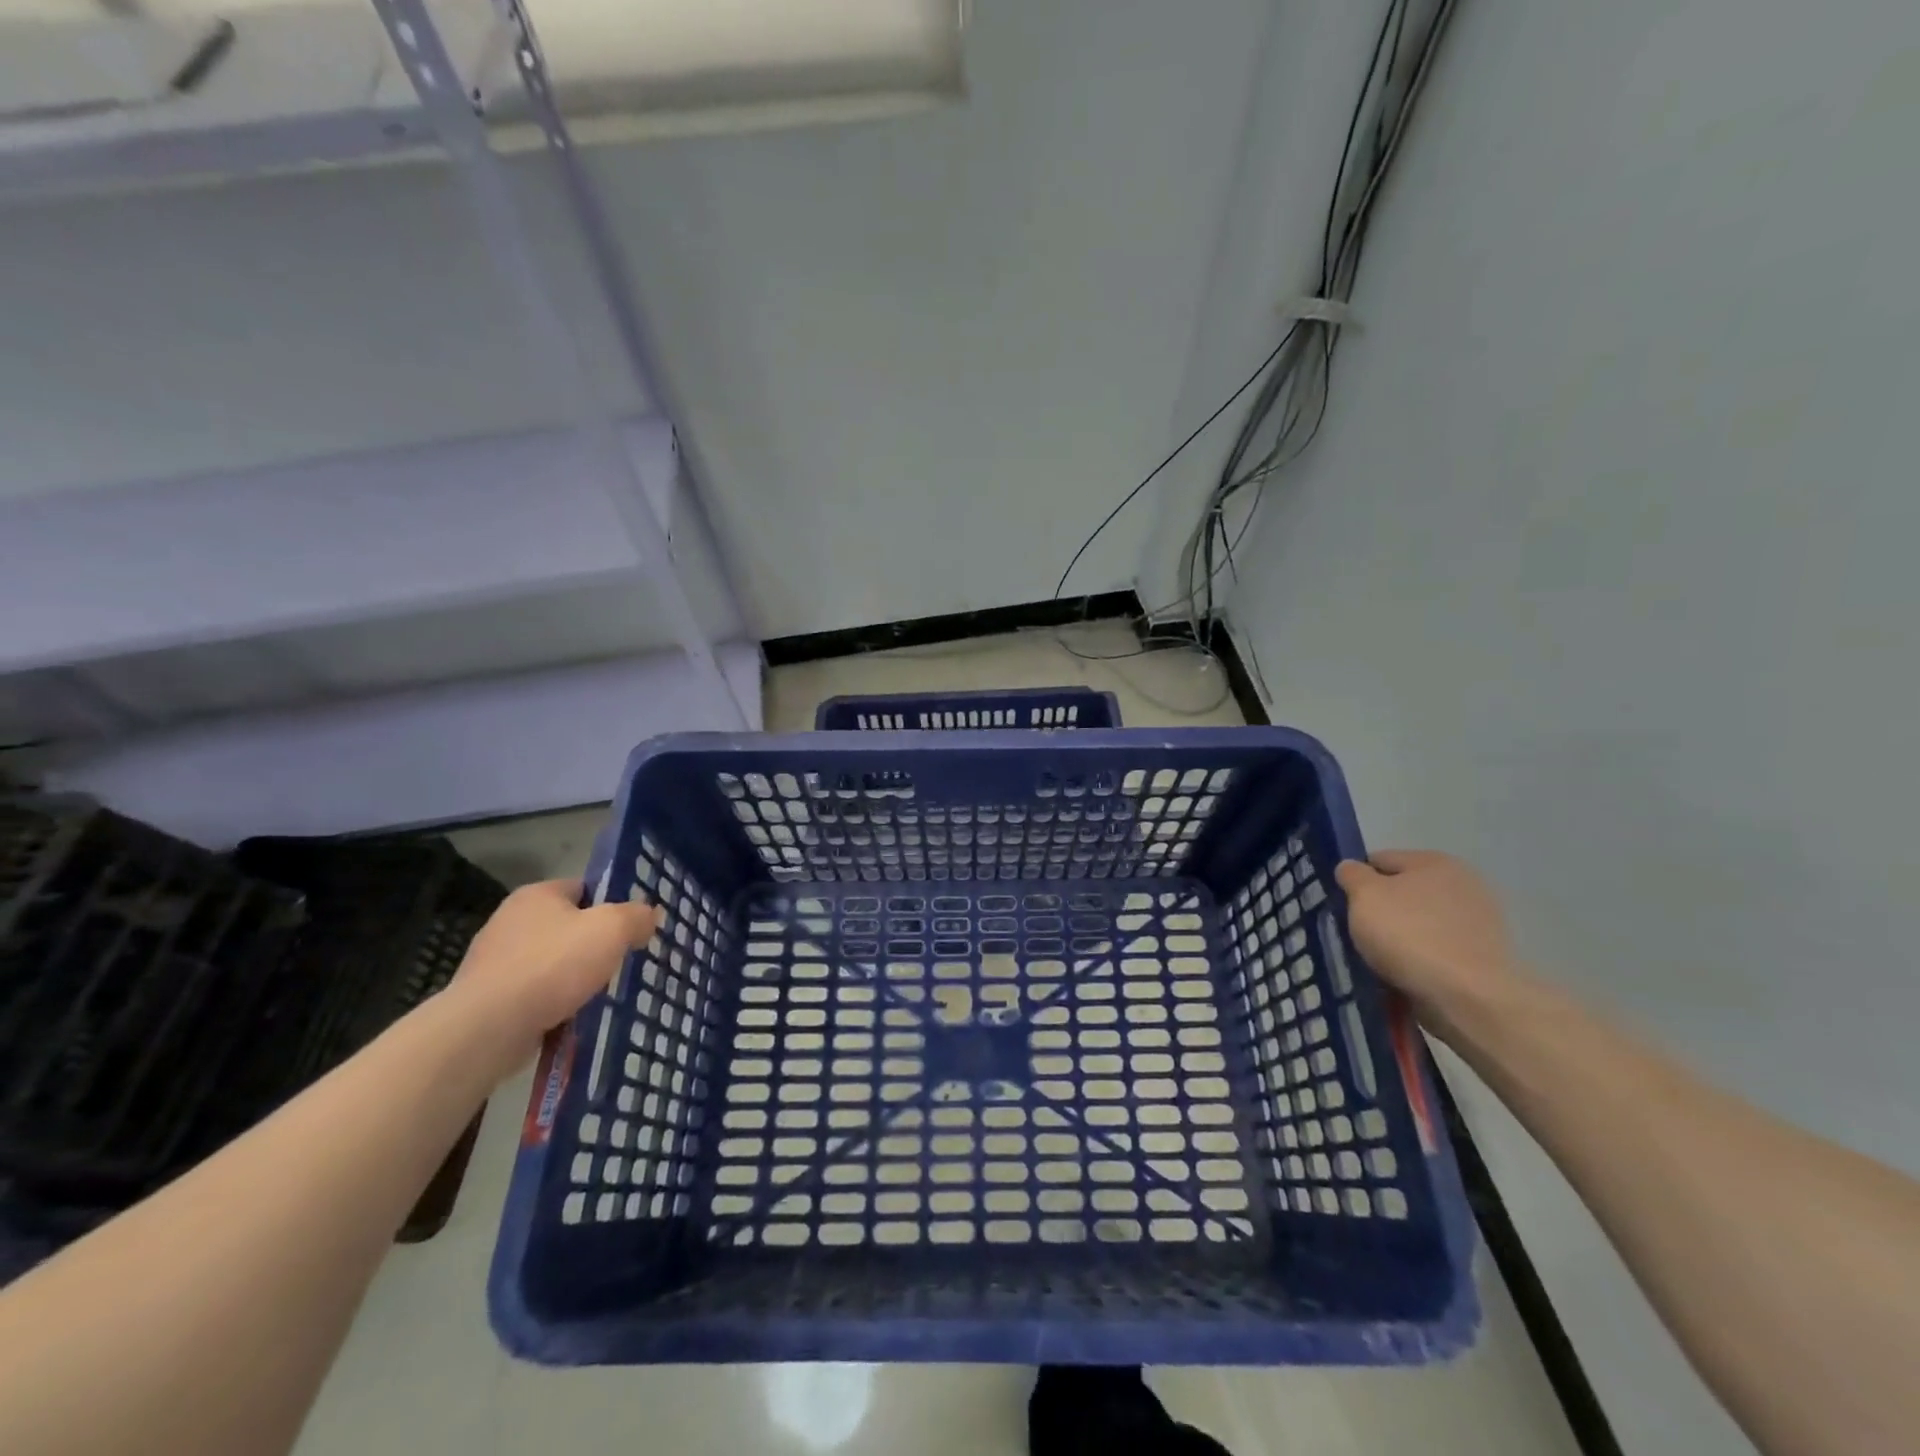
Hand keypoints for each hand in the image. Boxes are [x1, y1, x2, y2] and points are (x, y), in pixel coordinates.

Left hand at [446, 879, 659, 1072]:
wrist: (488, 1028)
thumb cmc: (553, 965)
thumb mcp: (612, 929)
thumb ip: (637, 916)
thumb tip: (650, 915)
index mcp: (537, 895)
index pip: (584, 888)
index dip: (612, 905)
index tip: (631, 929)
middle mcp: (510, 921)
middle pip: (568, 927)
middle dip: (594, 945)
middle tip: (622, 962)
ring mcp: (494, 961)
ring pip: (552, 963)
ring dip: (574, 978)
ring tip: (599, 995)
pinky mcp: (488, 998)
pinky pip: (534, 994)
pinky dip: (553, 1004)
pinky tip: (571, 1017)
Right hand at [1335, 851, 1524, 1033]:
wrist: (1469, 998)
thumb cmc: (1410, 935)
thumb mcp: (1364, 896)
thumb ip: (1351, 875)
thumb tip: (1351, 869)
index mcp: (1435, 862)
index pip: (1380, 860)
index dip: (1356, 880)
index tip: (1343, 906)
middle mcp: (1463, 885)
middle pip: (1402, 894)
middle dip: (1380, 912)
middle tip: (1359, 935)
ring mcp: (1479, 924)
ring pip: (1418, 925)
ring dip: (1399, 939)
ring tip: (1379, 963)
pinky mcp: (1484, 959)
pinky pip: (1436, 953)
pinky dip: (1419, 962)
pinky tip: (1404, 978)